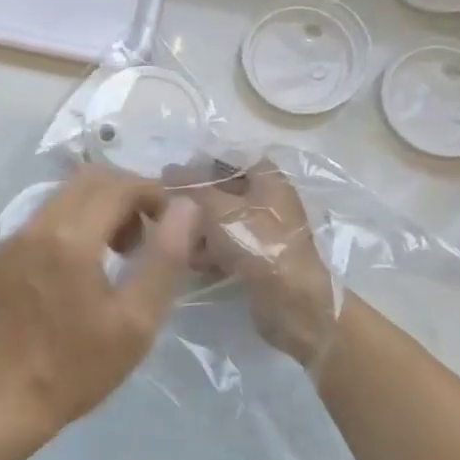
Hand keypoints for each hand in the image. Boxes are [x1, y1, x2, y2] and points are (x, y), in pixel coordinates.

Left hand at [0, 165, 199, 441]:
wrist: (6, 400)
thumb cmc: (79, 367)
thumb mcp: (137, 321)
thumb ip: (165, 257)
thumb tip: (186, 208)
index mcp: (71, 239)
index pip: (119, 186)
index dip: (152, 194)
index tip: (170, 222)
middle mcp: (35, 226)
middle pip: (88, 180)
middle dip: (125, 195)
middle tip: (143, 238)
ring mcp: (10, 239)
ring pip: (62, 197)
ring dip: (96, 209)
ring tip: (114, 254)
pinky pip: (40, 221)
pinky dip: (68, 226)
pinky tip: (76, 270)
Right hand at [172, 160, 337, 367]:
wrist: (290, 299)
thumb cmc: (256, 241)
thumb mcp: (217, 207)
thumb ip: (191, 186)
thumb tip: (168, 170)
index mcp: (268, 178)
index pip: (230, 160)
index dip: (201, 165)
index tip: (174, 179)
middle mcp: (271, 200)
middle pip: (225, 193)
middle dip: (197, 204)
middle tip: (170, 212)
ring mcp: (268, 232)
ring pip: (224, 222)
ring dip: (201, 232)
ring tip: (180, 243)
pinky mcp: (262, 259)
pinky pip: (231, 247)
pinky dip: (213, 253)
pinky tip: (196, 264)